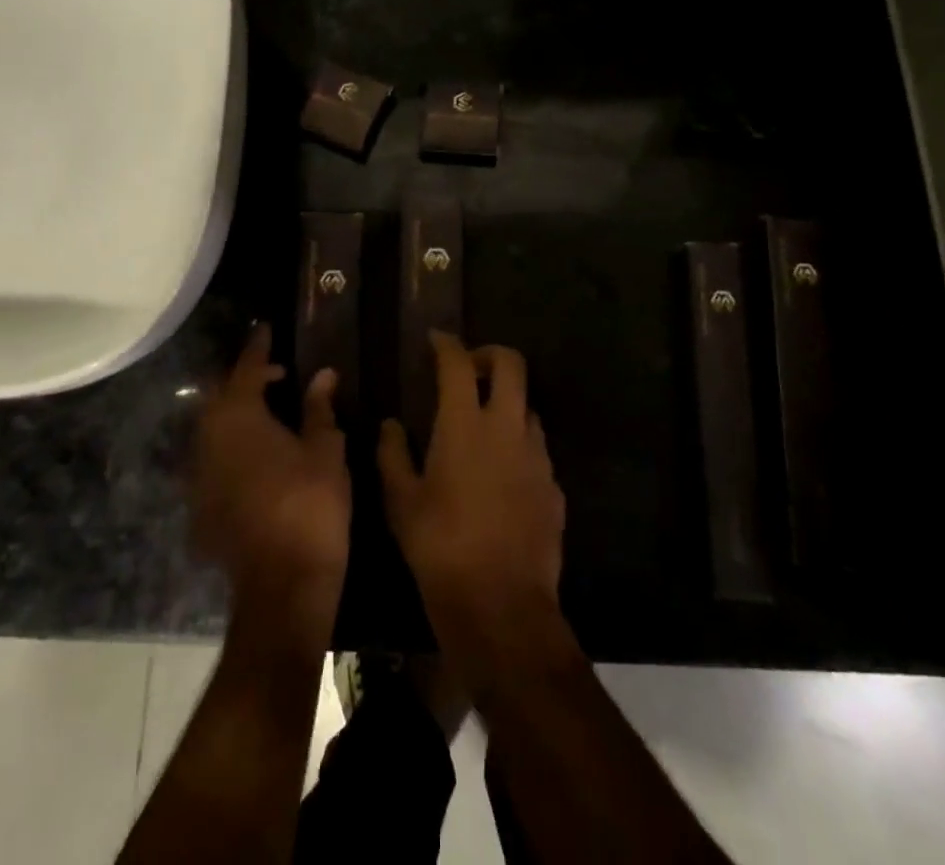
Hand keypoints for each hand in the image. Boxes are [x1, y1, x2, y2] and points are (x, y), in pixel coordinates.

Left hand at [194, 325, 349, 634]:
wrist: (281, 586)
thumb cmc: (310, 505)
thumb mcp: (325, 449)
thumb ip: (319, 408)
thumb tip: (323, 374)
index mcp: (238, 416)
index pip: (246, 368)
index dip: (259, 348)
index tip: (267, 329)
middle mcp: (208, 438)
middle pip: (222, 395)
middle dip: (247, 380)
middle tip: (278, 376)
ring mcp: (199, 475)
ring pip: (215, 428)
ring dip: (239, 414)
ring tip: (271, 413)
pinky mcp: (200, 505)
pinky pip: (215, 459)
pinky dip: (234, 446)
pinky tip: (259, 456)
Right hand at [378, 333, 571, 688]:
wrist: (501, 604)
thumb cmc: (440, 547)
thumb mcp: (401, 501)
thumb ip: (393, 454)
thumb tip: (391, 424)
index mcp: (464, 424)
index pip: (458, 363)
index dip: (447, 344)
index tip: (436, 339)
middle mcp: (506, 427)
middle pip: (511, 363)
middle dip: (490, 354)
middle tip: (469, 368)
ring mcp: (536, 454)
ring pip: (527, 405)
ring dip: (506, 402)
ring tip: (483, 424)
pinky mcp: (553, 484)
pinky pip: (537, 447)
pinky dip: (518, 443)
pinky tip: (502, 472)